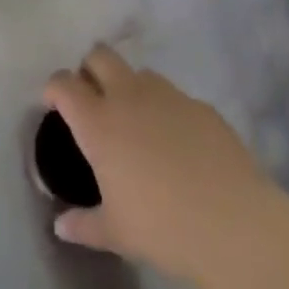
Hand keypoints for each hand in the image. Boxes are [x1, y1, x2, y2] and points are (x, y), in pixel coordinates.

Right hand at [43, 45, 277, 284]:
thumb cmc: (162, 227)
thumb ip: (83, 224)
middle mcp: (129, 96)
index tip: (54, 105)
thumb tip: (62, 225)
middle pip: (100, 56)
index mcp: (98, 122)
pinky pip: (174, 96)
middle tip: (92, 102)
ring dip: (129, 86)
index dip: (54, 89)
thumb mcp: (115, 233)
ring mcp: (169, 96)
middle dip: (90, 70)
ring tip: (136, 123)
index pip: (64, 83)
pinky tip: (176, 143)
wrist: (234, 224)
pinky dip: (165, 109)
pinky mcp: (202, 106)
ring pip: (139, 72)